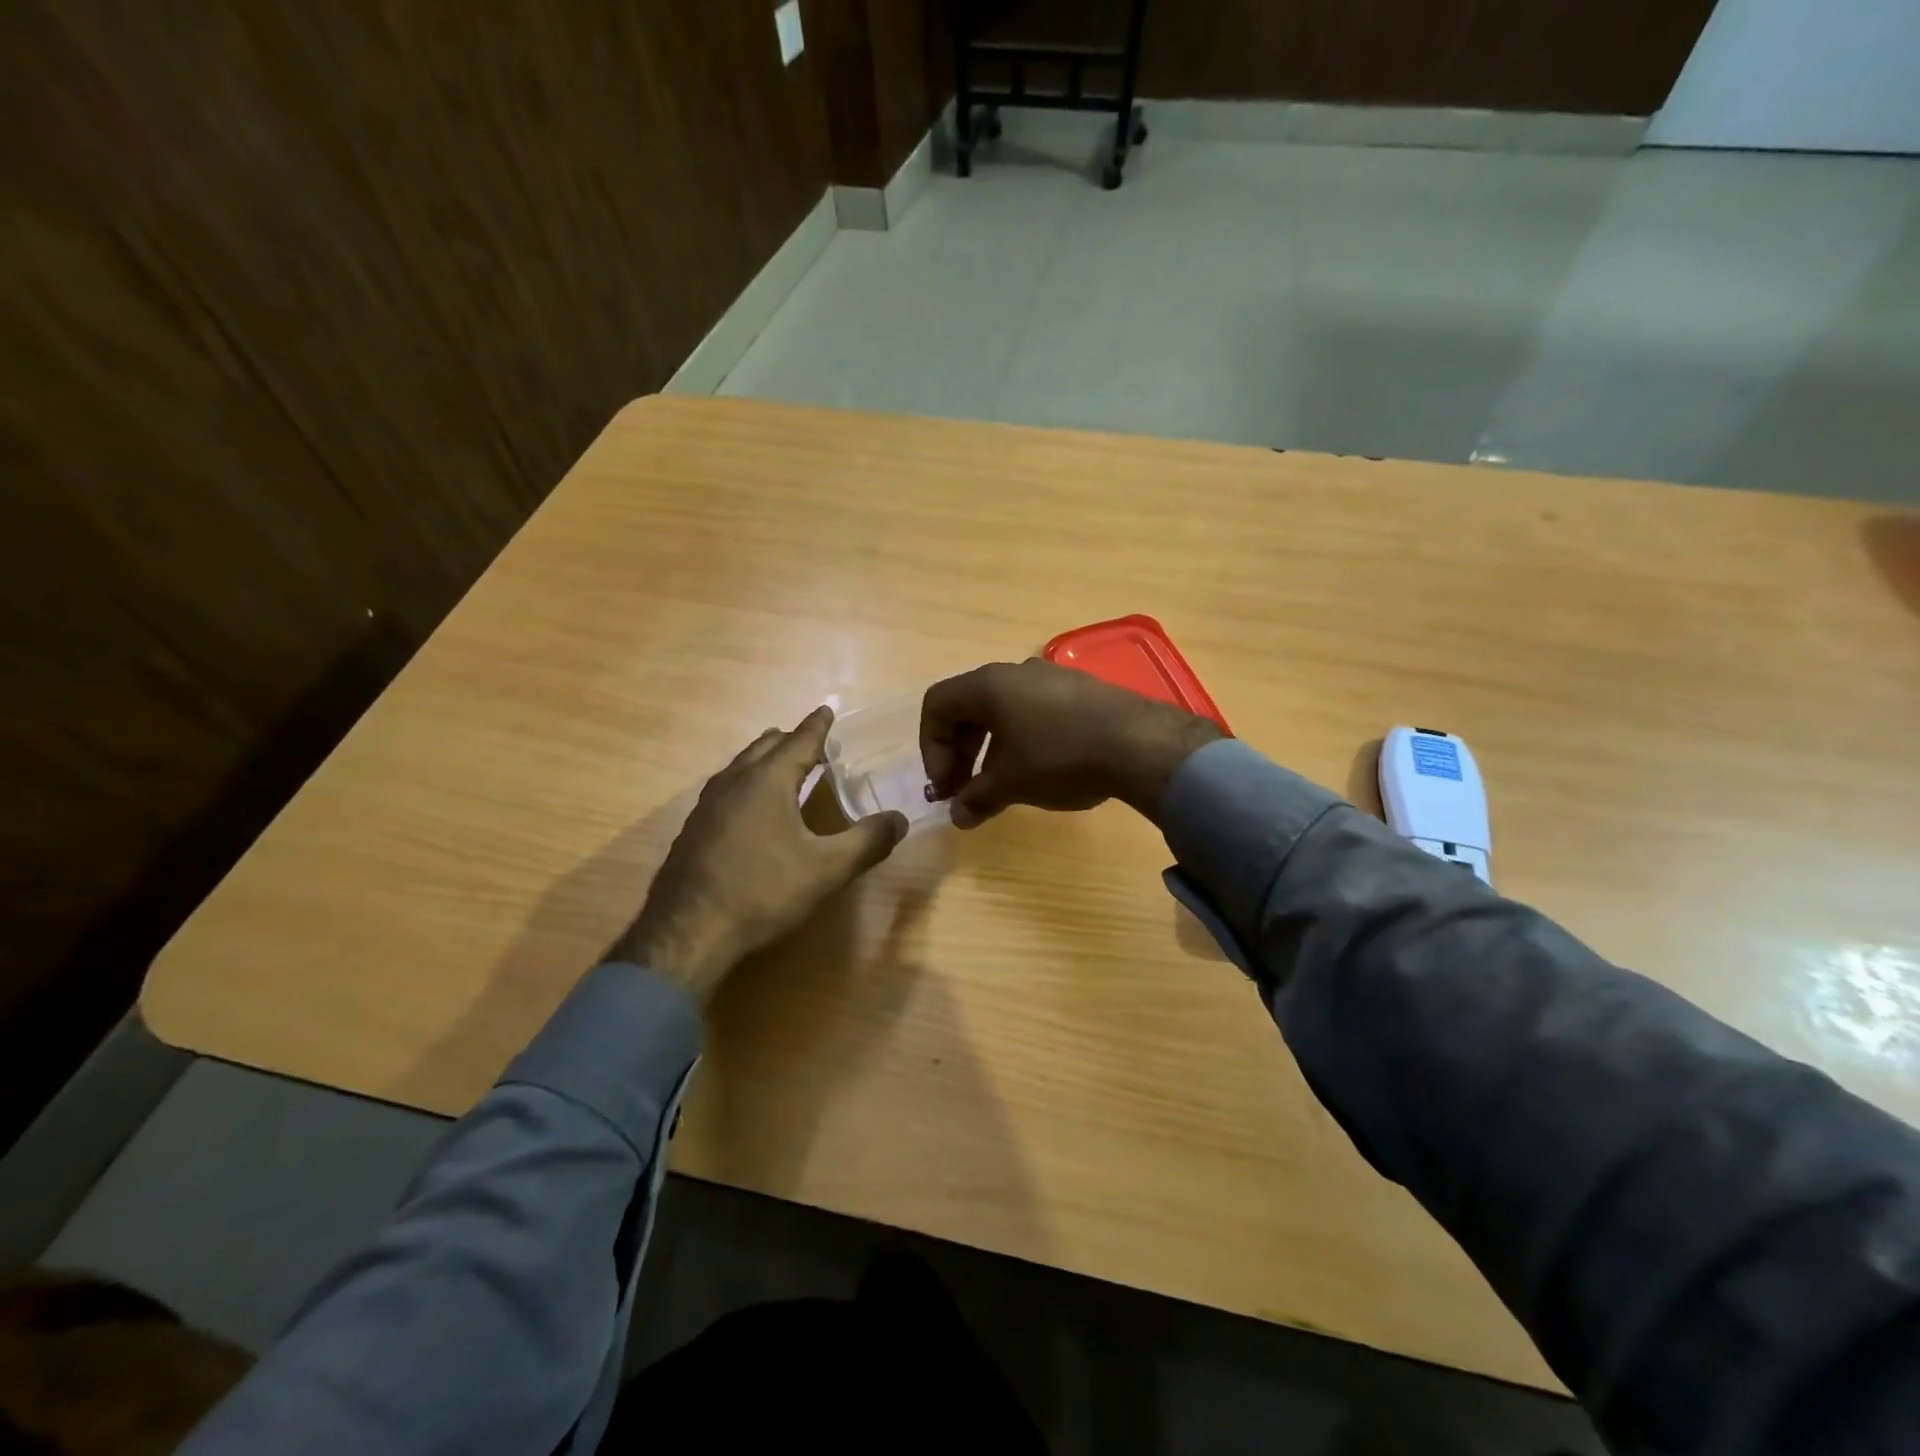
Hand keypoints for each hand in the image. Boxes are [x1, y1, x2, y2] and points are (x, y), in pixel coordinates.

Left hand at [611, 707, 907, 1004]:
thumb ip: (867, 842)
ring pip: (740, 767)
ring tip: (782, 768)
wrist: (687, 932)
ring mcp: (707, 805)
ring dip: (765, 761)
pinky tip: (750, 810)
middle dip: (790, 740)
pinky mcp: (693, 830)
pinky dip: (747, 784)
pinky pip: (726, 790)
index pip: (799, 741)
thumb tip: (899, 819)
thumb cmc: (763, 891)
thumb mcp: (826, 869)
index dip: (818, 726)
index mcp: (767, 780)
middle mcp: (734, 781)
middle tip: (810, 742)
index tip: (827, 710)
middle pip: (765, 747)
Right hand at [920, 660, 1222, 828]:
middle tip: (963, 791)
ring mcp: (1050, 678)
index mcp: (988, 685)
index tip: (945, 786)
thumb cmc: (1060, 757)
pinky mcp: (1079, 691)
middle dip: (958, 752)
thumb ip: (976, 798)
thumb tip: (957, 816)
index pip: (937, 705)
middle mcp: (1015, 672)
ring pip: (1001, 711)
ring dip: (988, 749)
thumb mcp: (1011, 783)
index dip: (930, 748)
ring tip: (997, 787)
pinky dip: (1019, 740)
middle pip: (967, 707)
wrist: (1140, 743)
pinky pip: (1032, 712)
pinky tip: (1036, 771)